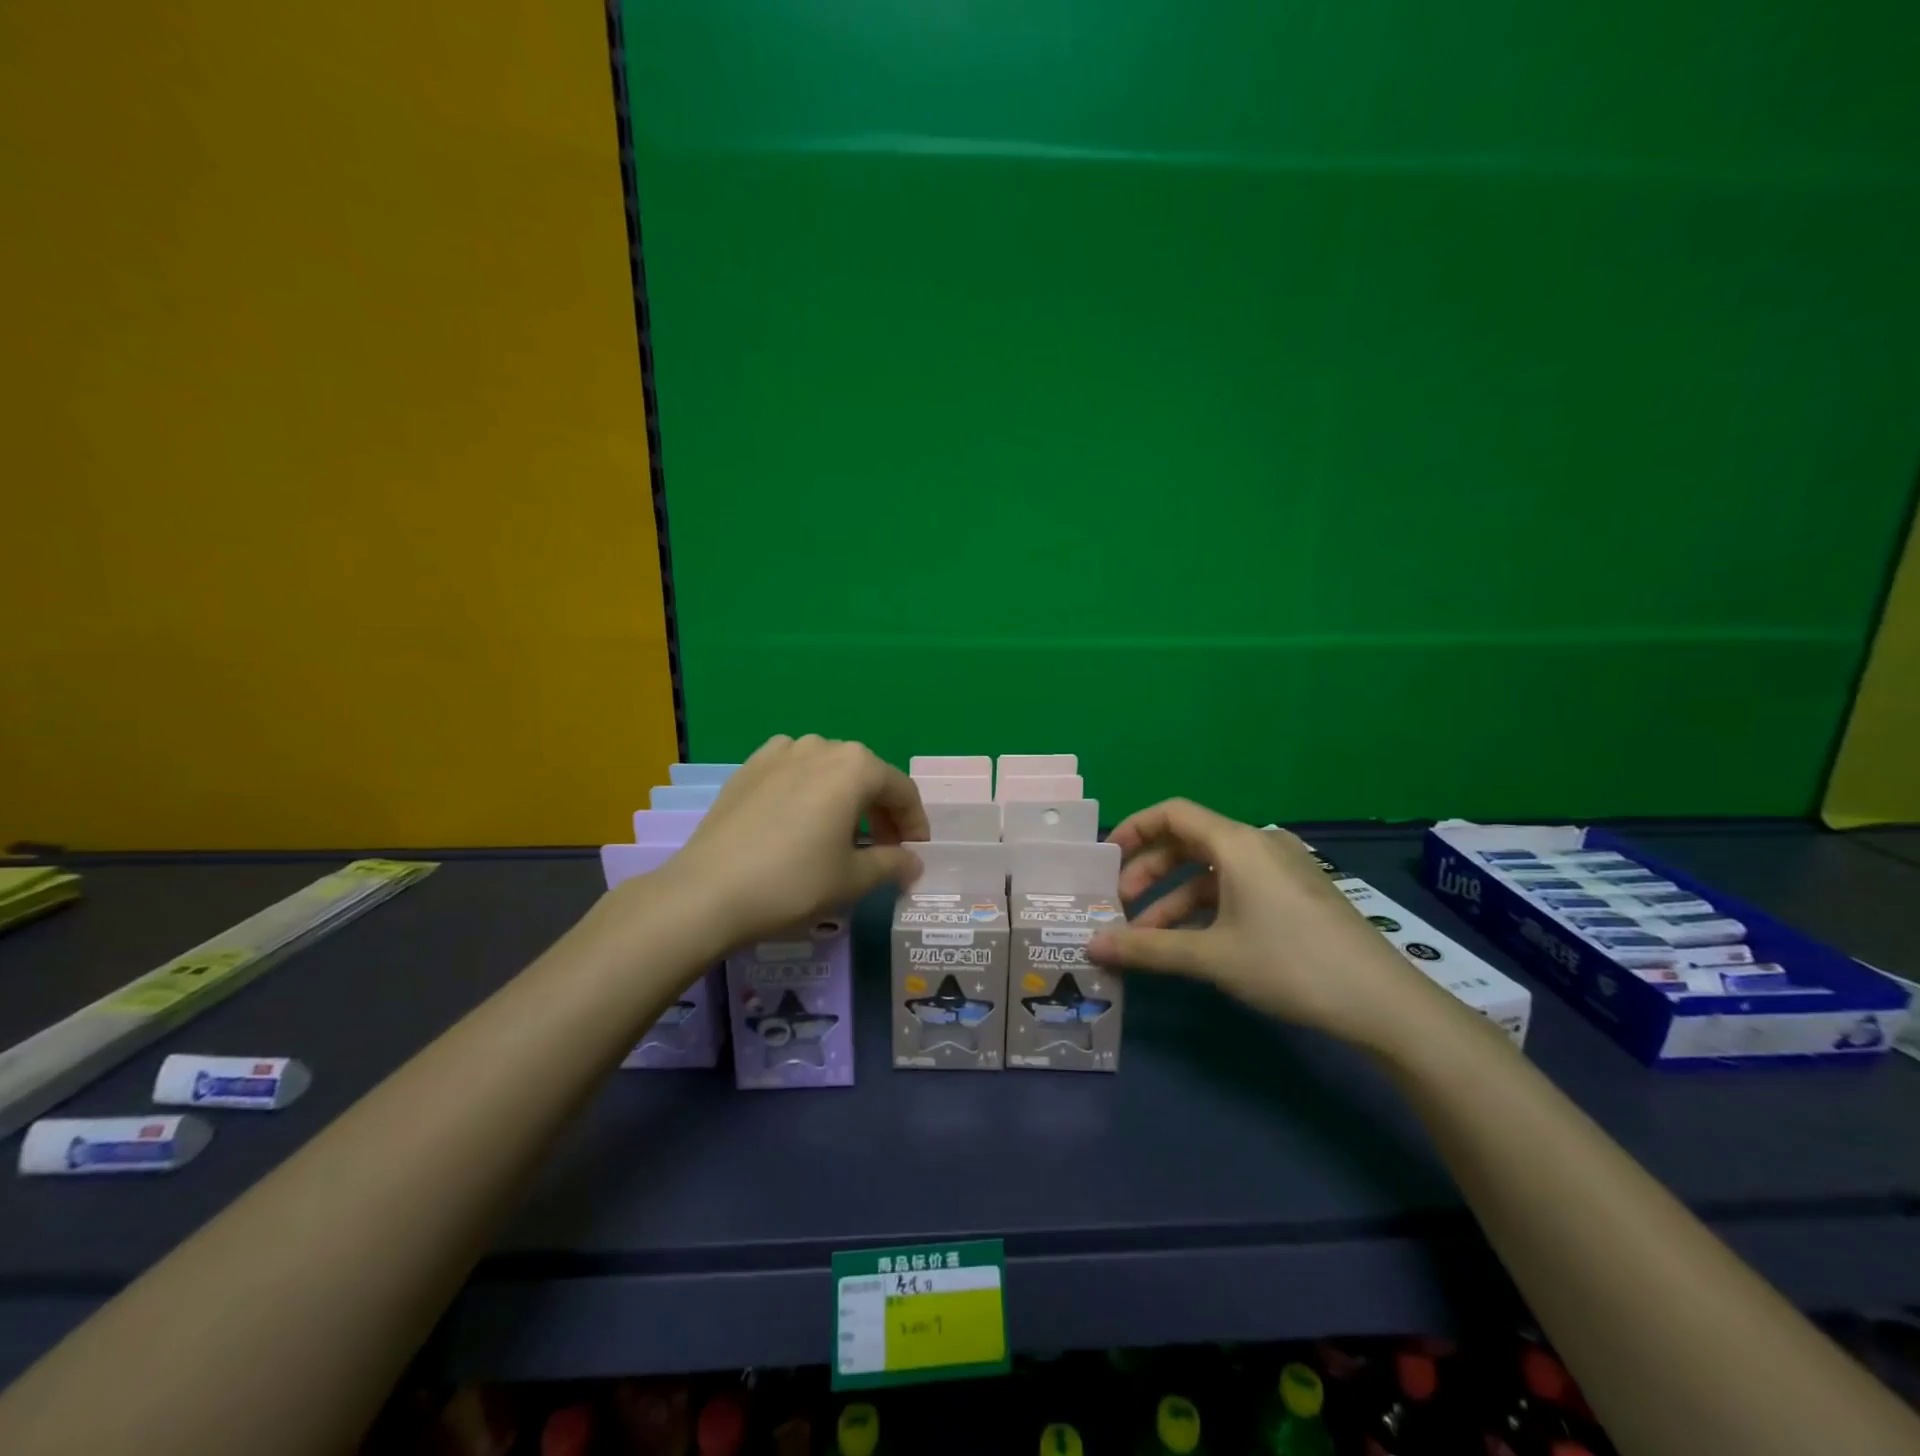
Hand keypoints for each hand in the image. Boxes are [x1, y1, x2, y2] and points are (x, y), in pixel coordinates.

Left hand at [654, 735, 927, 947]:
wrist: (707, 891)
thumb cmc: (793, 882)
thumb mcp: (853, 879)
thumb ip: (892, 864)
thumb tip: (913, 863)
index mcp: (855, 766)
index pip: (901, 791)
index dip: (914, 824)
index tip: (915, 854)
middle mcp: (821, 746)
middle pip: (866, 776)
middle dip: (881, 812)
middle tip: (883, 849)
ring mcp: (780, 751)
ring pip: (829, 770)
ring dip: (845, 799)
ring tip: (841, 835)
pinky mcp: (749, 767)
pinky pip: (793, 770)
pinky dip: (808, 790)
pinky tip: (800, 819)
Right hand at [1087, 799, 1437, 1046]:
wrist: (1383, 1002)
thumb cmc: (1289, 965)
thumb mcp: (1212, 956)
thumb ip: (1147, 949)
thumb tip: (1092, 946)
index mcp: (1237, 843)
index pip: (1172, 813)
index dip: (1134, 829)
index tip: (1106, 858)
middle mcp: (1259, 844)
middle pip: (1189, 841)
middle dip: (1150, 871)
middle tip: (1122, 905)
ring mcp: (1282, 868)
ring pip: (1213, 870)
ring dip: (1176, 897)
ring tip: (1149, 937)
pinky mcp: (1297, 893)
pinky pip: (1238, 886)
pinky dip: (1208, 906)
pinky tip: (1193, 942)